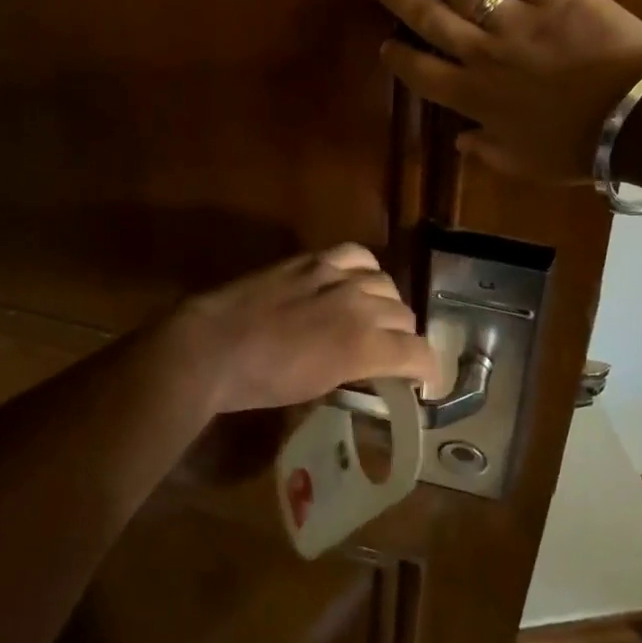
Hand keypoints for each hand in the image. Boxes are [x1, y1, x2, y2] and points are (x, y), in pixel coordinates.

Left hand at [163, 245, 441, 414]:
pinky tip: (356, 279)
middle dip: (404, 337)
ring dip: (386, 303)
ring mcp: (337, 276)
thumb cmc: (261, 382)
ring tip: (373, 315)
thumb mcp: (318, 388)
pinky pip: (357, 254)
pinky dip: (365, 269)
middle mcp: (360, 305)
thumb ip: (356, 371)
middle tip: (391, 351)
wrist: (214, 347)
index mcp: (363, 346)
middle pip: (404, 315)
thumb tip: (372, 366)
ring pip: (386, 283)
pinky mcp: (314, 259)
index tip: (422, 378)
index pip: (417, 352)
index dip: (426, 368)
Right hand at [366, 0, 641, 182]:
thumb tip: (458, 141)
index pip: (423, 74)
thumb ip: (487, 151)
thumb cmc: (581, 145)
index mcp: (475, 97)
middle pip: (431, 20)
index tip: (384, 44)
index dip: (399, 58)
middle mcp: (484, 54)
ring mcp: (517, 19)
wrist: (639, 117)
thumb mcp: (526, 164)